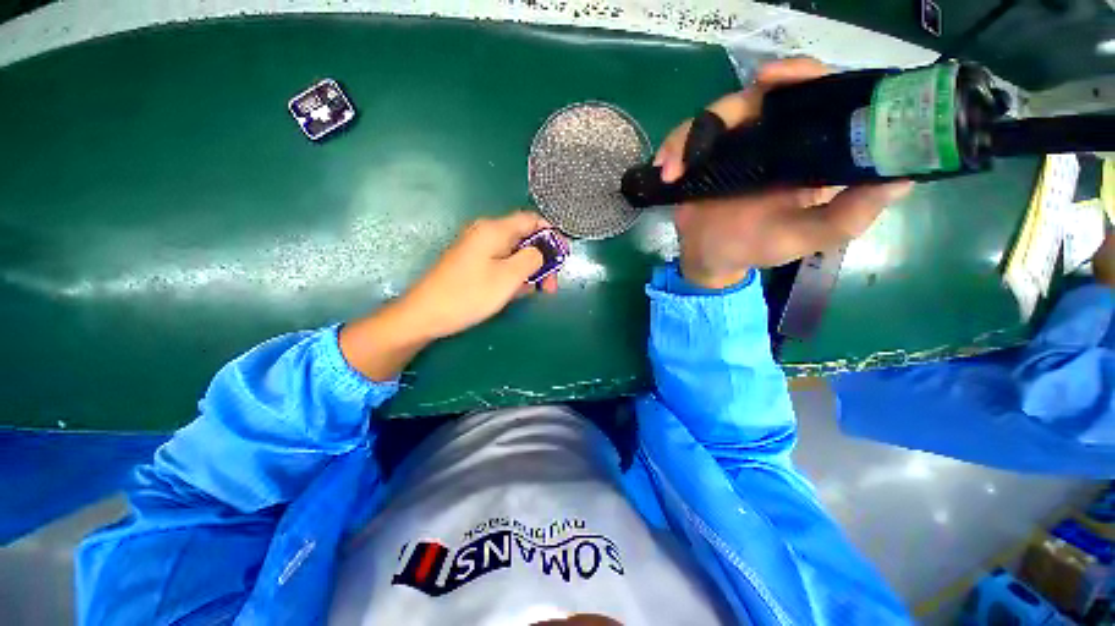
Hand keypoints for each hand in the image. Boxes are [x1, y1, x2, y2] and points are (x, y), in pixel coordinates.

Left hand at [340, 211, 559, 380]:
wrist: (426, 314)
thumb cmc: (470, 294)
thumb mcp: (509, 277)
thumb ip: (532, 258)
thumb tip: (542, 251)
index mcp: (495, 229)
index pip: (531, 220)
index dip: (551, 235)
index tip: (562, 256)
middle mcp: (486, 233)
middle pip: (524, 238)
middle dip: (542, 259)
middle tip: (550, 285)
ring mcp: (478, 249)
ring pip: (514, 254)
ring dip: (529, 271)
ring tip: (534, 292)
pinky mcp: (473, 264)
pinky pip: (501, 264)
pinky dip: (513, 276)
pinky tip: (516, 293)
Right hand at [655, 57, 913, 288]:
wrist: (710, 259)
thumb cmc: (758, 248)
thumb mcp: (808, 237)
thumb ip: (851, 214)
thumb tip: (905, 176)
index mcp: (808, 150)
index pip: (816, 97)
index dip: (802, 77)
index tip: (776, 79)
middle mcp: (774, 138)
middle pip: (758, 97)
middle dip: (731, 107)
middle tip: (715, 126)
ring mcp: (734, 146)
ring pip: (715, 116)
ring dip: (688, 138)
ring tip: (673, 171)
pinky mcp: (703, 157)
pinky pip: (685, 139)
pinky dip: (672, 150)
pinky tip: (665, 172)